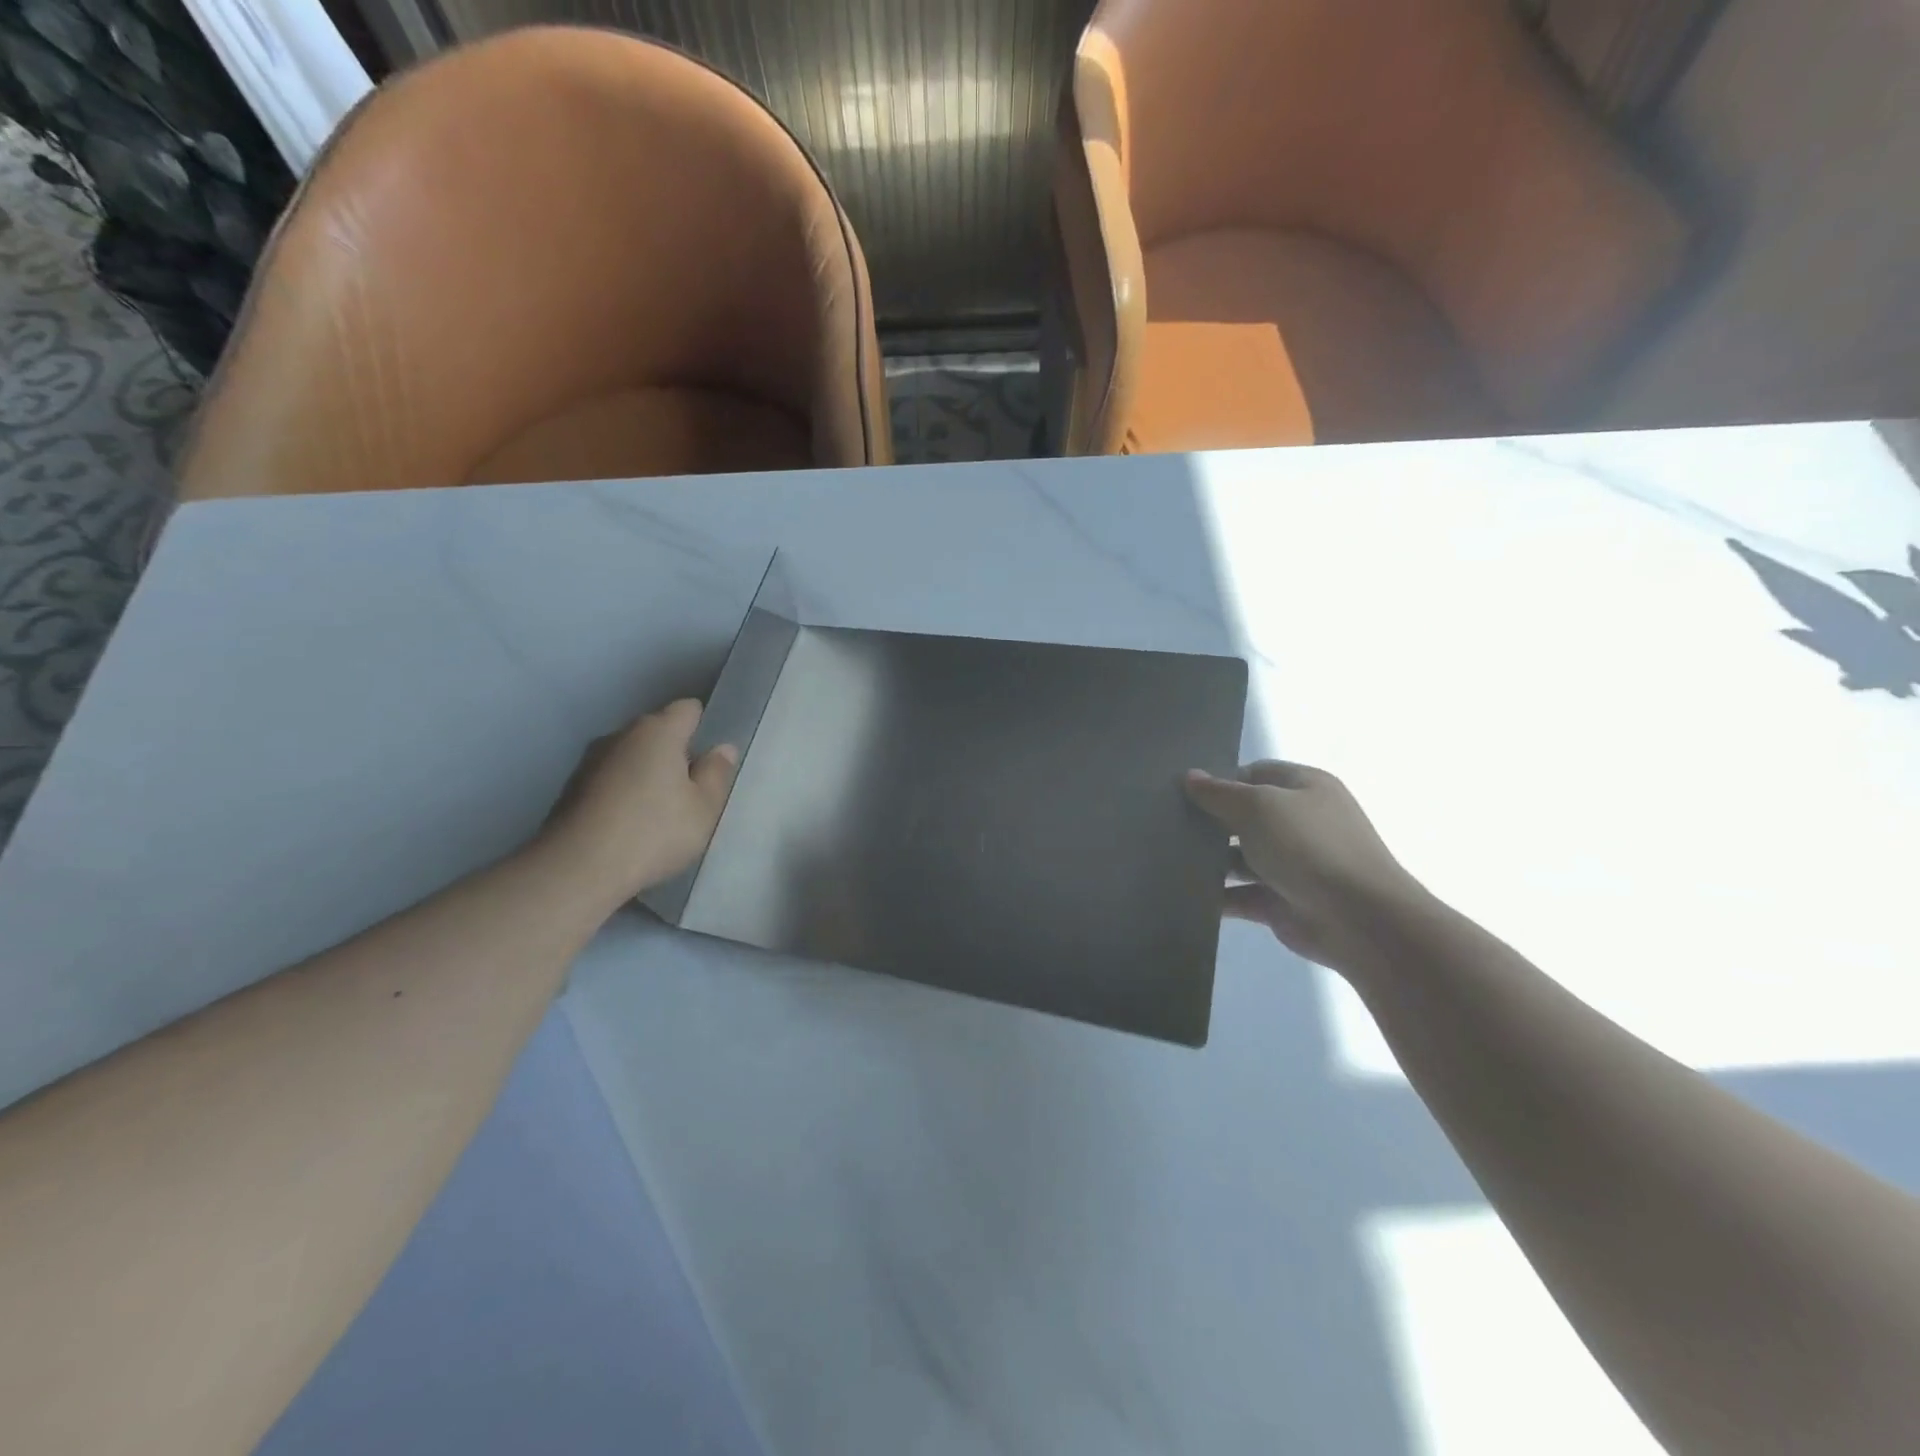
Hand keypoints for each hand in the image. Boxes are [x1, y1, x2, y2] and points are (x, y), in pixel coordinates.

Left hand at [542, 699, 737, 906]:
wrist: (576, 869)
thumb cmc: (653, 832)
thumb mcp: (704, 808)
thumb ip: (716, 773)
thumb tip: (722, 748)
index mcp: (658, 731)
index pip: (688, 709)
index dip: (704, 727)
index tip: (712, 759)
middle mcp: (621, 735)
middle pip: (658, 732)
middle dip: (676, 754)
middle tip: (692, 791)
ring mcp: (590, 761)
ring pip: (631, 757)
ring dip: (647, 774)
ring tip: (660, 813)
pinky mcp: (570, 789)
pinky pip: (610, 780)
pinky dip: (623, 794)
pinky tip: (630, 826)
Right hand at [1185, 761, 1422, 973]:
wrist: (1359, 919)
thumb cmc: (1309, 846)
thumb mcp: (1259, 806)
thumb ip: (1219, 793)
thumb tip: (1190, 777)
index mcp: (1305, 787)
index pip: (1254, 774)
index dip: (1220, 781)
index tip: (1181, 792)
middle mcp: (1299, 822)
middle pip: (1244, 815)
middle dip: (1210, 820)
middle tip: (1166, 823)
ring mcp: (1291, 864)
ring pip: (1239, 856)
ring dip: (1209, 860)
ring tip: (1165, 857)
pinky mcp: (1280, 901)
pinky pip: (1240, 894)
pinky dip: (1217, 895)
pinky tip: (1183, 892)